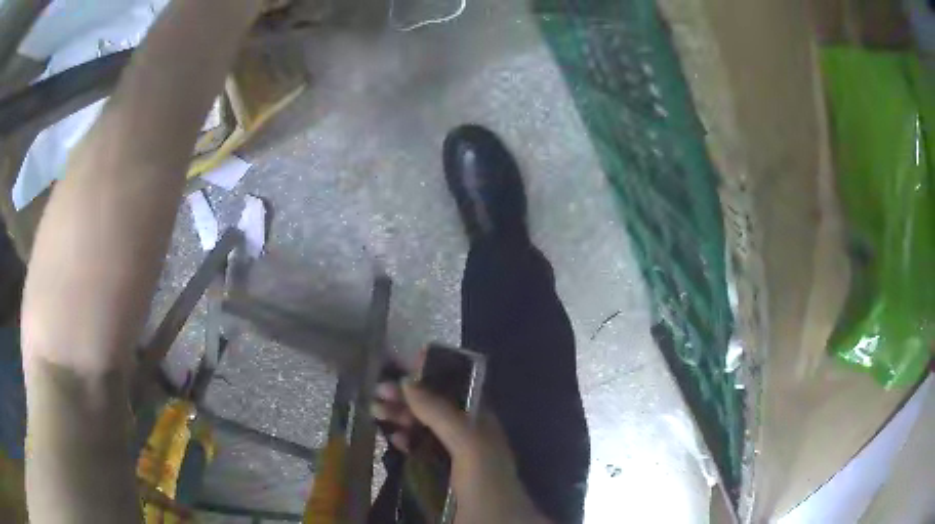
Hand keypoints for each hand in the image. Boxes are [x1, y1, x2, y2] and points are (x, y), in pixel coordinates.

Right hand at [373, 380, 550, 523]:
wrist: (494, 523)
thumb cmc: (486, 481)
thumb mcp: (469, 444)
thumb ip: (442, 413)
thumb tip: (407, 381)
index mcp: (478, 418)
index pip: (453, 384)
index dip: (429, 372)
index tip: (399, 363)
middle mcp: (467, 431)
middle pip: (433, 404)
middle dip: (407, 394)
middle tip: (377, 392)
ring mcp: (455, 453)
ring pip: (425, 425)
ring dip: (402, 415)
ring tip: (375, 411)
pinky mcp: (443, 473)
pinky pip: (421, 448)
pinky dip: (406, 440)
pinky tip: (393, 439)